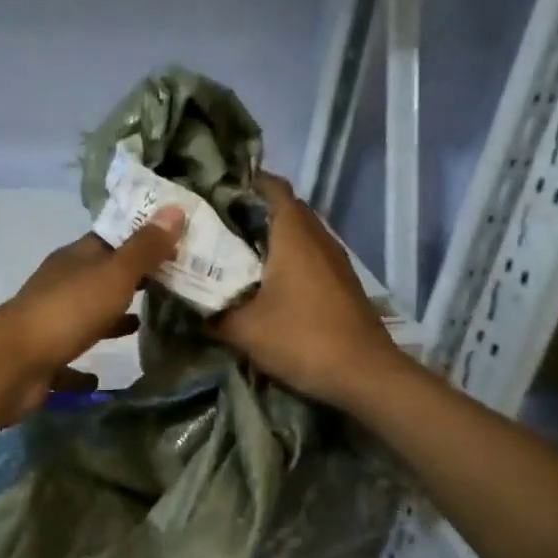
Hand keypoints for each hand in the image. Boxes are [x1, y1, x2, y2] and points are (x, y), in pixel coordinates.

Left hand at [0, 205, 185, 417]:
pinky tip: (98, 380)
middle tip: (171, 285)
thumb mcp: (115, 275)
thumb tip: (175, 209)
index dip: (141, 238)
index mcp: (75, 260)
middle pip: (100, 278)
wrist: (15, 363)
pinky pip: (68, 363)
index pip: (110, 239)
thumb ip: (145, 248)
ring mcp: (51, 323)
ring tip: (142, 326)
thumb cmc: (69, 310)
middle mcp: (61, 286)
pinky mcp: (45, 359)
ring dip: (110, 321)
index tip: (174, 243)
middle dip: (131, 281)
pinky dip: (82, 370)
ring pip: (86, 318)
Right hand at [211, 174, 401, 408]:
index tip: (217, 189)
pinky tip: (267, 281)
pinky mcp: (343, 283)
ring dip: (273, 236)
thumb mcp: (244, 330)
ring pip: (301, 233)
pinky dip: (288, 258)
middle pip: (287, 208)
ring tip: (237, 251)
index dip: (247, 182)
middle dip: (254, 210)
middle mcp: (318, 239)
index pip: (273, 188)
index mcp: (294, 236)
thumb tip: (193, 303)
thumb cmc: (302, 340)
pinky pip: (311, 256)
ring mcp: (336, 261)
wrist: (365, 375)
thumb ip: (214, 313)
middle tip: (218, 223)